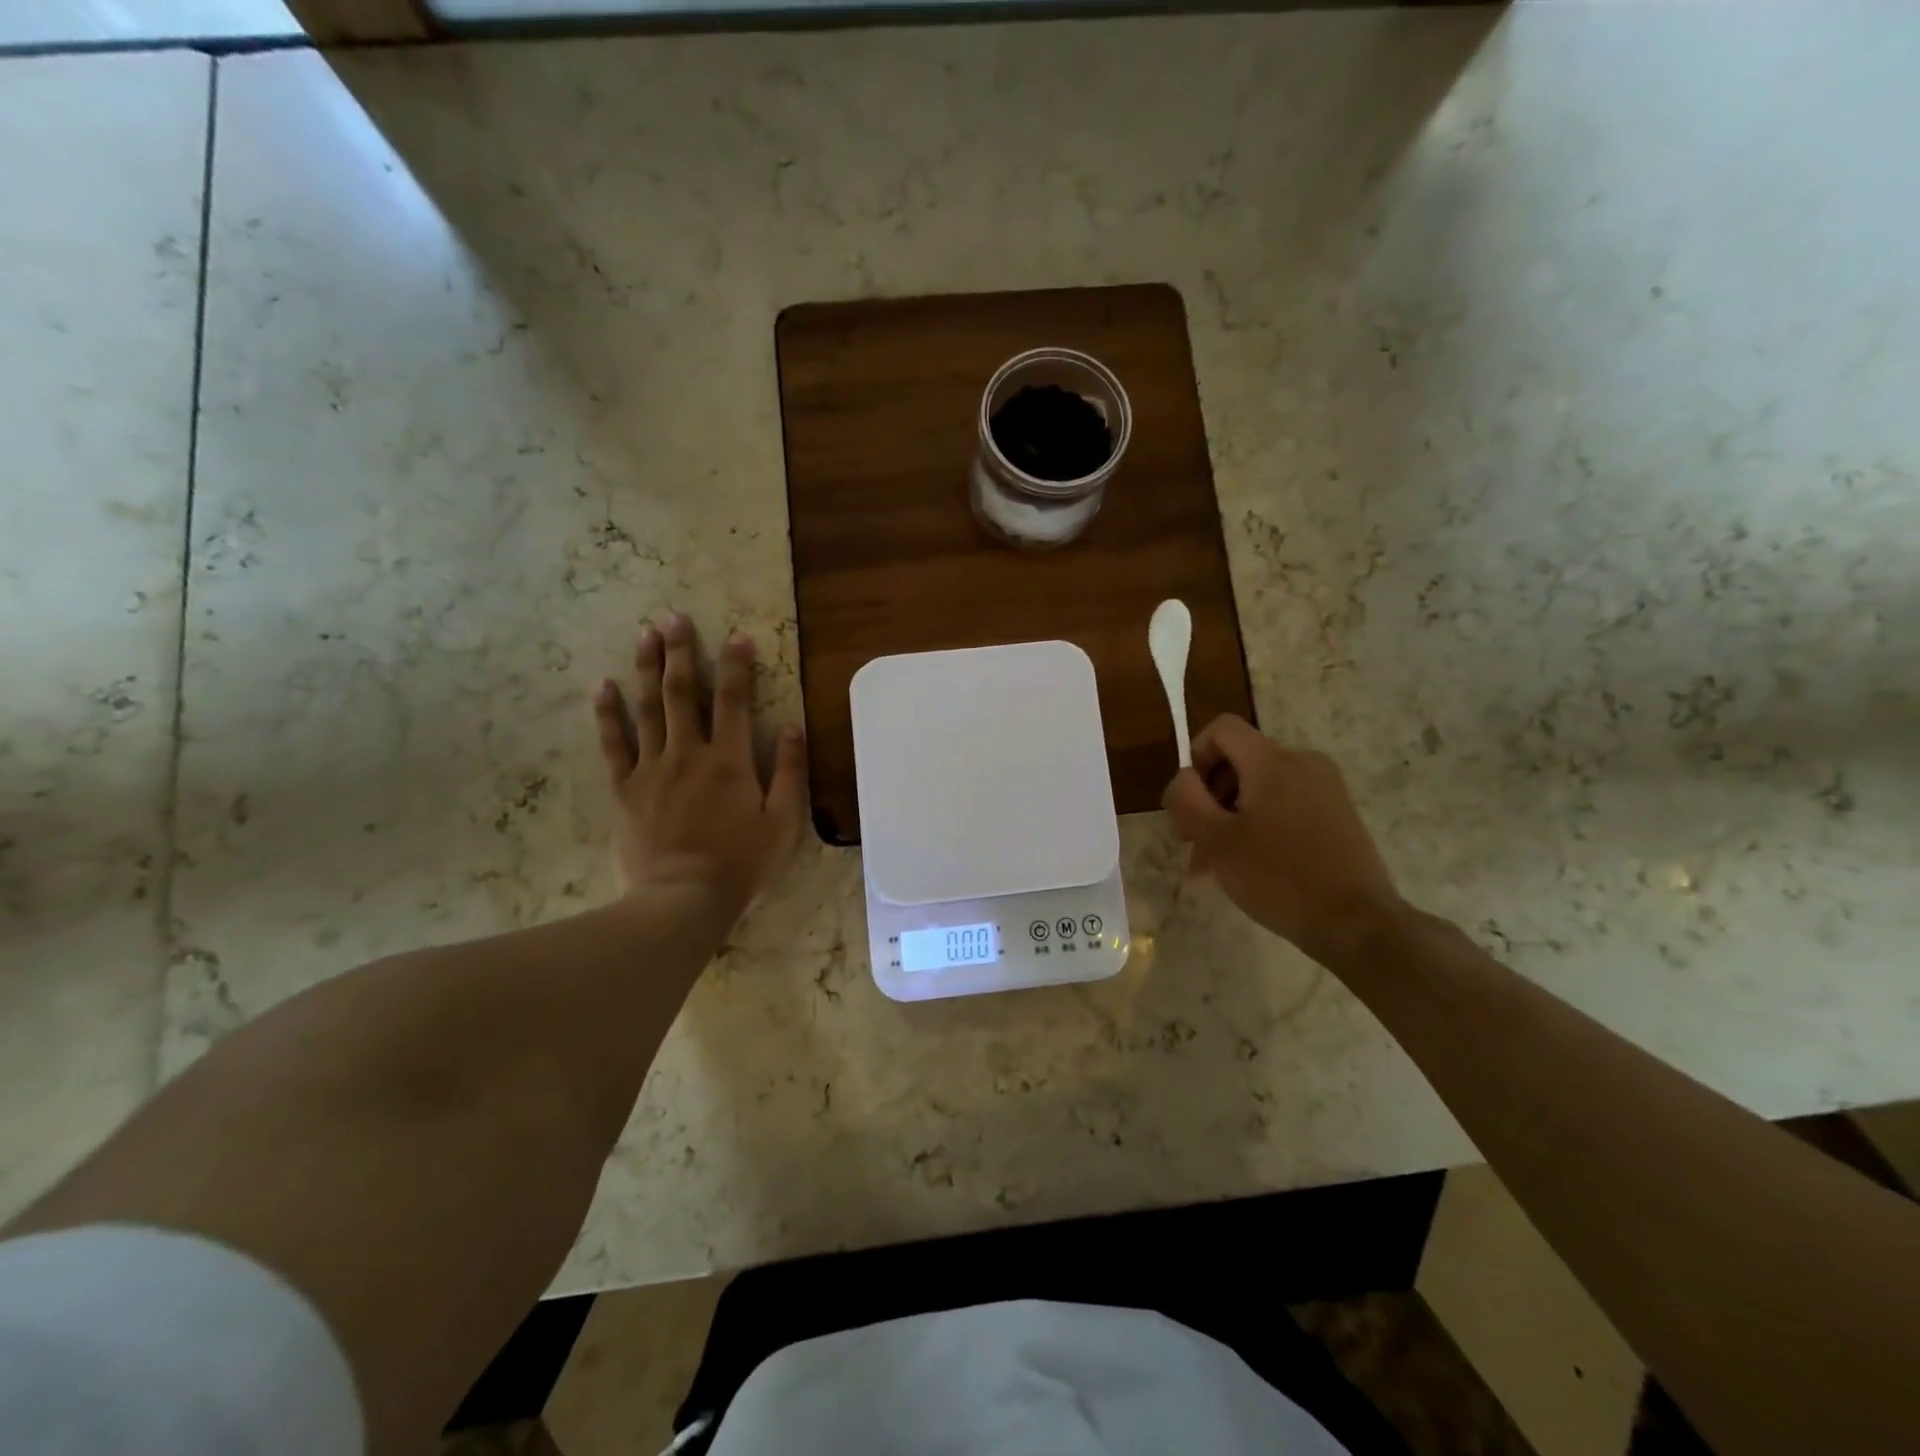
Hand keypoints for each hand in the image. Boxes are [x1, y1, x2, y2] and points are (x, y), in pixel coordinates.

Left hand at [592, 613, 806, 916]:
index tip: (737, 636)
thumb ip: (790, 772)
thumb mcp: (783, 822)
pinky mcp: (624, 788)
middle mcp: (689, 753)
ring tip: (644, 634)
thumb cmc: (740, 863)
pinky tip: (603, 686)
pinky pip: (614, 743)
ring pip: (647, 708)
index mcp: (730, 760)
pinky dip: (608, 714)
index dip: (737, 666)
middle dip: (680, 651)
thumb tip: (794, 727)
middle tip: (673, 617)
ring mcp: (651, 768)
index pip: (735, 701)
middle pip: (683, 693)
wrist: (682, 900)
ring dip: (645, 668)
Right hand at [1162, 715, 1405, 967]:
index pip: (1222, 729)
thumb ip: (1187, 799)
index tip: (1191, 802)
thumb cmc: (1278, 877)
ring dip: (1232, 814)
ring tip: (1218, 862)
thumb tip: (1184, 779)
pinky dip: (1261, 822)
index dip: (1196, 757)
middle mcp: (1303, 762)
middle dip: (1210, 795)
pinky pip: (1287, 803)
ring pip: (1261, 785)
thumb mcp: (1216, 840)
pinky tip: (1252, 864)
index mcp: (1272, 761)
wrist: (1356, 922)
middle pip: (1240, 759)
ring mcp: (1326, 787)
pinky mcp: (1338, 813)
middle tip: (1194, 841)